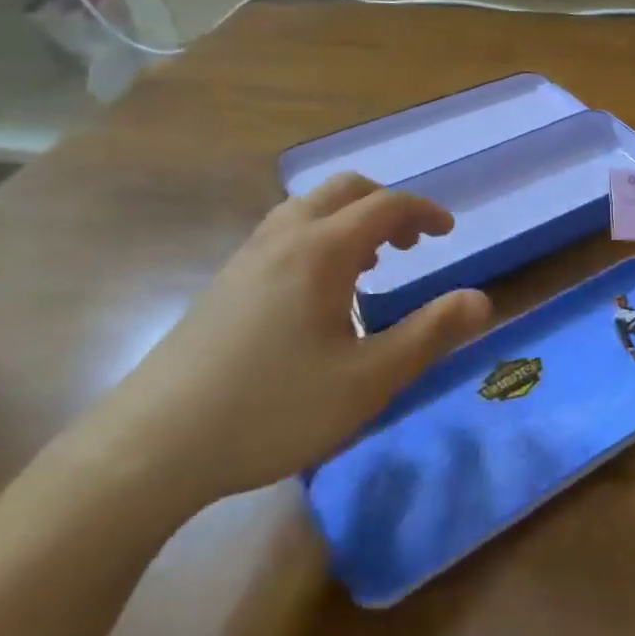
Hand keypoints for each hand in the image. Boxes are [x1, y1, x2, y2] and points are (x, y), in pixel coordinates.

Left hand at [71, 174, 491, 511]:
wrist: (153, 445)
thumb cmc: (272, 409)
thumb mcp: (367, 382)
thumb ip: (429, 336)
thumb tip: (482, 300)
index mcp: (322, 250)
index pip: (386, 205)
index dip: (424, 212)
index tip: (449, 233)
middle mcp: (284, 237)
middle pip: (344, 190)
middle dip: (386, 205)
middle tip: (411, 244)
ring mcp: (247, 256)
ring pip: (309, 208)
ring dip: (350, 219)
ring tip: (370, 265)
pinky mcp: (225, 281)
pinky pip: (285, 232)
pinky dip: (319, 237)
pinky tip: (319, 293)